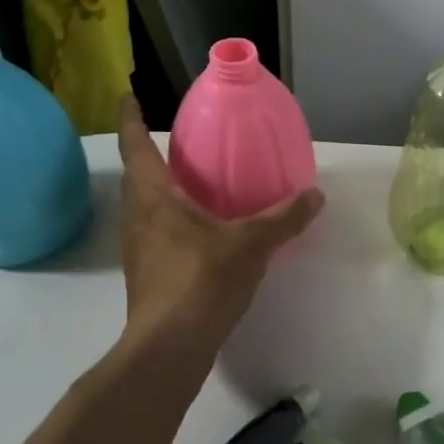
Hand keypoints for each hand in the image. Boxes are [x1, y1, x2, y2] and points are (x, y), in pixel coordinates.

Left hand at [116, 98, 322, 359]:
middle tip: (176, 141)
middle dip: (147, 154)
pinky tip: (200, 230)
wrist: (169, 347)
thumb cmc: (201, 280)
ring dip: (158, 189)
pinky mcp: (147, 275)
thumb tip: (316, 195)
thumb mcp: (251, 244)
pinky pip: (155, 232)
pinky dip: (171, 220)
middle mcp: (138, 217)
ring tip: (189, 182)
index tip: (128, 96)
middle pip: (136, 176)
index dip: (131, 119)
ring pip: (144, 207)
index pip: (136, 146)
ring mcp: (138, 249)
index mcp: (154, 197)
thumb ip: (284, 218)